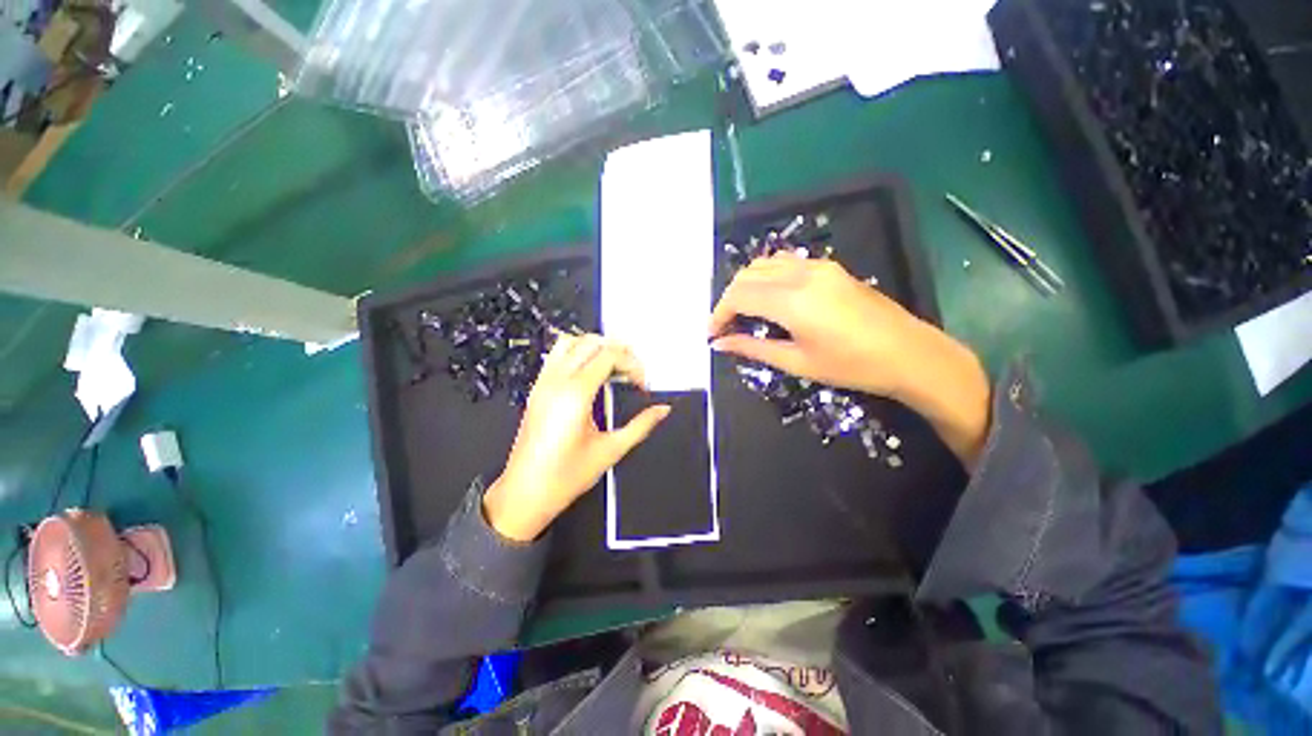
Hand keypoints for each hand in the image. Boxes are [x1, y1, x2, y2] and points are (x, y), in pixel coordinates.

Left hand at [483, 334, 670, 540]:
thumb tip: (662, 410)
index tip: (641, 383)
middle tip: (632, 371)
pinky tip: (590, 374)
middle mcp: (556, 382)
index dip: (632, 363)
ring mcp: (543, 383)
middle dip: (617, 350)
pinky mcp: (537, 390)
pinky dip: (576, 354)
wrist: (525, 493)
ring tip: (613, 366)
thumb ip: (641, 426)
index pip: (609, 356)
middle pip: (590, 342)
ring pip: (569, 342)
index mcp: (575, 394)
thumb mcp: (611, 450)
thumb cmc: (566, 476)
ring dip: (595, 347)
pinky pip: (556, 356)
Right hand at [708, 255, 991, 464]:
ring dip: (746, 285)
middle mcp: (801, 274)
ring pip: (764, 264)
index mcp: (792, 301)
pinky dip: (766, 276)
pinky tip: (769, 298)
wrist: (910, 354)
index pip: (738, 296)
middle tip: (726, 326)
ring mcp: (817, 266)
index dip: (719, 313)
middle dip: (728, 299)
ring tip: (744, 313)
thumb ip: (753, 348)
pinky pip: (785, 263)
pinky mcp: (829, 267)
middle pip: (747, 275)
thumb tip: (720, 344)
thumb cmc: (852, 366)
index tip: (712, 333)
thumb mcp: (797, 362)